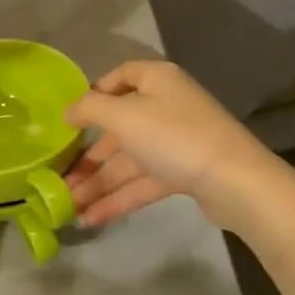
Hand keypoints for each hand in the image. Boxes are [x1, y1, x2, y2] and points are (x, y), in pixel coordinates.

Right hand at [64, 60, 272, 226]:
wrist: (235, 182)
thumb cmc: (173, 136)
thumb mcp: (123, 116)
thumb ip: (89, 109)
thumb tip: (68, 111)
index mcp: (156, 81)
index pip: (120, 76)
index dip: (94, 94)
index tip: (71, 118)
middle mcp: (166, 106)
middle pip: (119, 126)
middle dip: (88, 155)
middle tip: (59, 176)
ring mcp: (176, 141)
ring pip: (129, 159)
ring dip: (98, 182)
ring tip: (67, 205)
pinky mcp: (184, 172)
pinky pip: (143, 181)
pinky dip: (118, 198)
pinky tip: (91, 217)